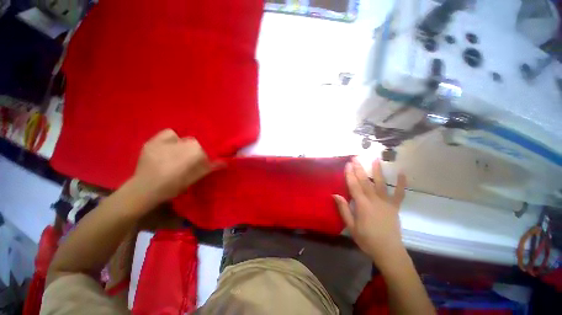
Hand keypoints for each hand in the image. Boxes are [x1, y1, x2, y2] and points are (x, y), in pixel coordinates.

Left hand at [131, 129, 218, 204]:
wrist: (144, 189)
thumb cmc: (173, 185)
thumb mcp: (195, 177)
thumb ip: (210, 167)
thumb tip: (225, 162)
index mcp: (193, 151)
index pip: (205, 148)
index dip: (206, 154)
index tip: (203, 162)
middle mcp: (181, 142)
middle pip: (195, 142)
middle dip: (195, 149)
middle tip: (191, 159)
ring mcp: (164, 141)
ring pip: (183, 138)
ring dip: (185, 144)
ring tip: (180, 153)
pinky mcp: (153, 141)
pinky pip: (169, 134)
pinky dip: (172, 138)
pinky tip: (170, 146)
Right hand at [333, 158, 406, 269]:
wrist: (388, 251)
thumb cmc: (367, 239)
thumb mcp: (351, 226)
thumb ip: (344, 209)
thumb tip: (335, 194)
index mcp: (362, 205)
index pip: (354, 186)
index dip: (350, 174)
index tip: (347, 164)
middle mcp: (374, 200)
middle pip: (365, 181)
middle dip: (360, 168)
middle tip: (356, 157)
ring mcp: (386, 203)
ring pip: (381, 184)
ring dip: (378, 171)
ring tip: (376, 159)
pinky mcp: (395, 207)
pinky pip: (400, 194)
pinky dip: (401, 184)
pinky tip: (402, 173)